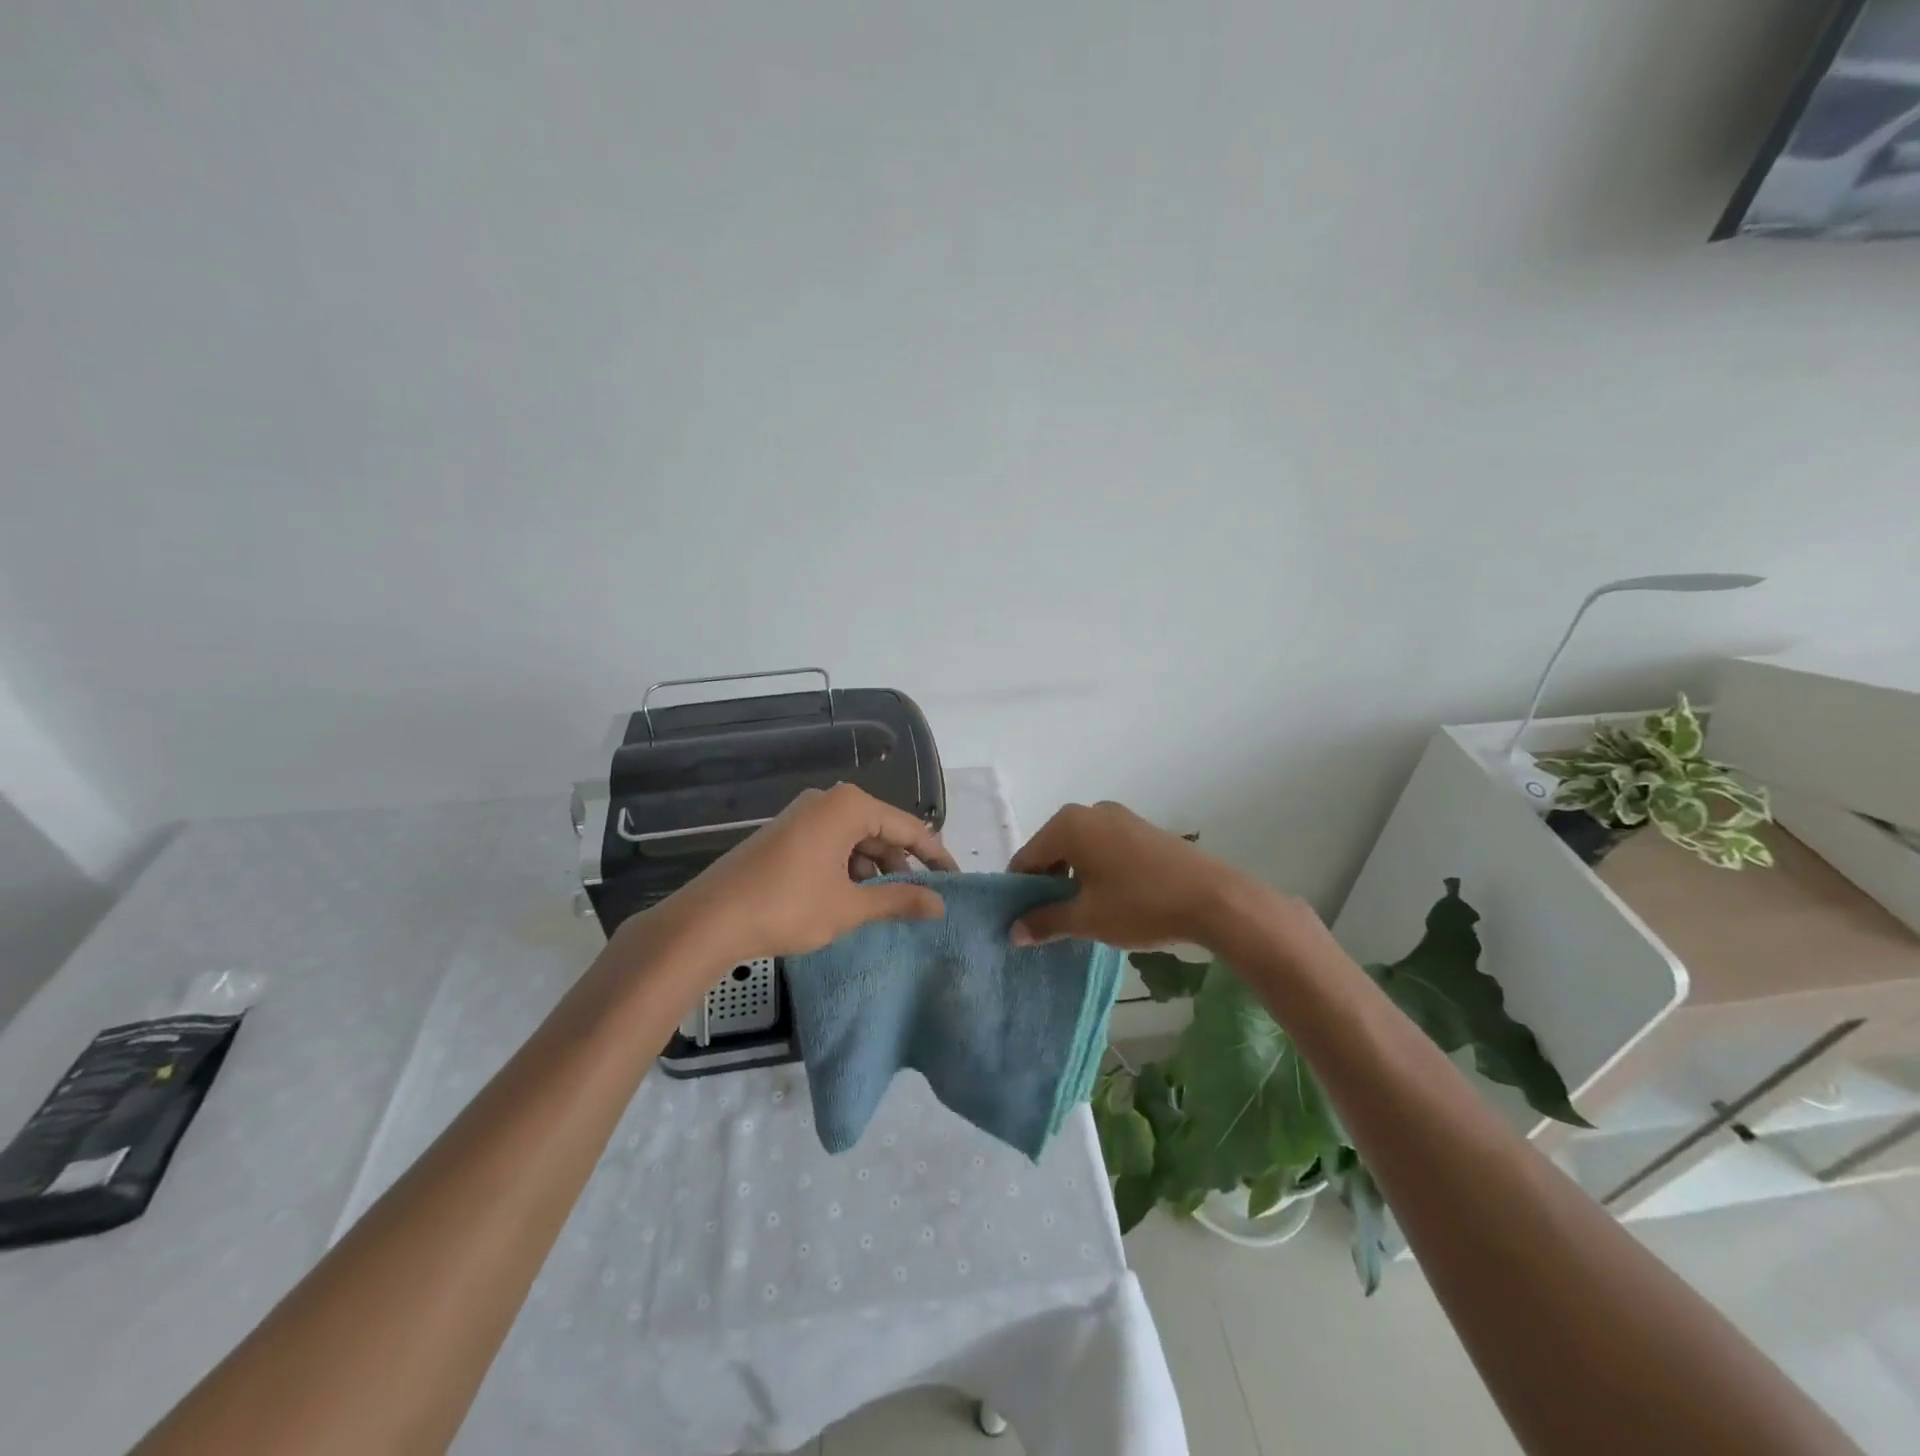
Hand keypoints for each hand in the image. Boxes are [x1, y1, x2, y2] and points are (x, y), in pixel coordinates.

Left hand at [663, 783, 956, 964]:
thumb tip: (940, 904)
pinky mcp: (785, 835)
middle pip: (881, 830)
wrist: (709, 920)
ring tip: (886, 904)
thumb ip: (899, 900)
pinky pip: (831, 845)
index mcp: (849, 806)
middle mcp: (827, 801)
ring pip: (855, 840)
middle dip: (903, 864)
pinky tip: (851, 898)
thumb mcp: (850, 906)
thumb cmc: (788, 907)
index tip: (955, 880)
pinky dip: (848, 869)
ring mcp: (802, 816)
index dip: (935, 855)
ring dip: (874, 870)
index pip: (908, 827)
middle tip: (923, 898)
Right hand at [1007, 801, 1244, 947]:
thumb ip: (1045, 921)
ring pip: (1079, 848)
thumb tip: (1013, 931)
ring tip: (1080, 913)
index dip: (1020, 891)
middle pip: (1051, 849)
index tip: (1022, 921)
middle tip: (1050, 921)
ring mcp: (1119, 817)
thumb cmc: (1140, 905)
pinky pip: (1103, 847)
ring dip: (1072, 877)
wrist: (1214, 898)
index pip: (1027, 858)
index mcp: (1068, 825)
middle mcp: (1090, 811)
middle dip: (1047, 884)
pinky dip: (1095, 869)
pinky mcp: (1142, 829)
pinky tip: (1108, 898)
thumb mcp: (1087, 919)